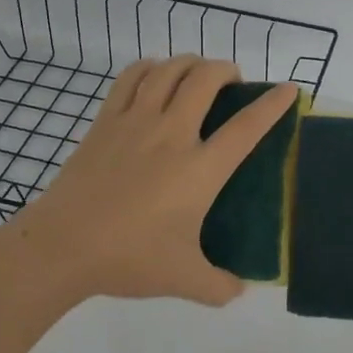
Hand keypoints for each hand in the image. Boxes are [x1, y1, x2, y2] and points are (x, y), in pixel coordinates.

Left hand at [15, 56, 298, 306]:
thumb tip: (239, 289)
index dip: (272, 105)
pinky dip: (150, 67)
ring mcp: (136, 121)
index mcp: (200, 169)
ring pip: (169, 70)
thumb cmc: (129, 258)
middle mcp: (172, 134)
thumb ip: (219, 286)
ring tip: (197, 73)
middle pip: (205, 79)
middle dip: (226, 69)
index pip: (246, 127)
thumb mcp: (184, 280)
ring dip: (190, 63)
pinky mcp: (105, 120)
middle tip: (232, 83)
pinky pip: (131, 77)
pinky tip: (155, 74)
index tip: (289, 89)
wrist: (63, 245)